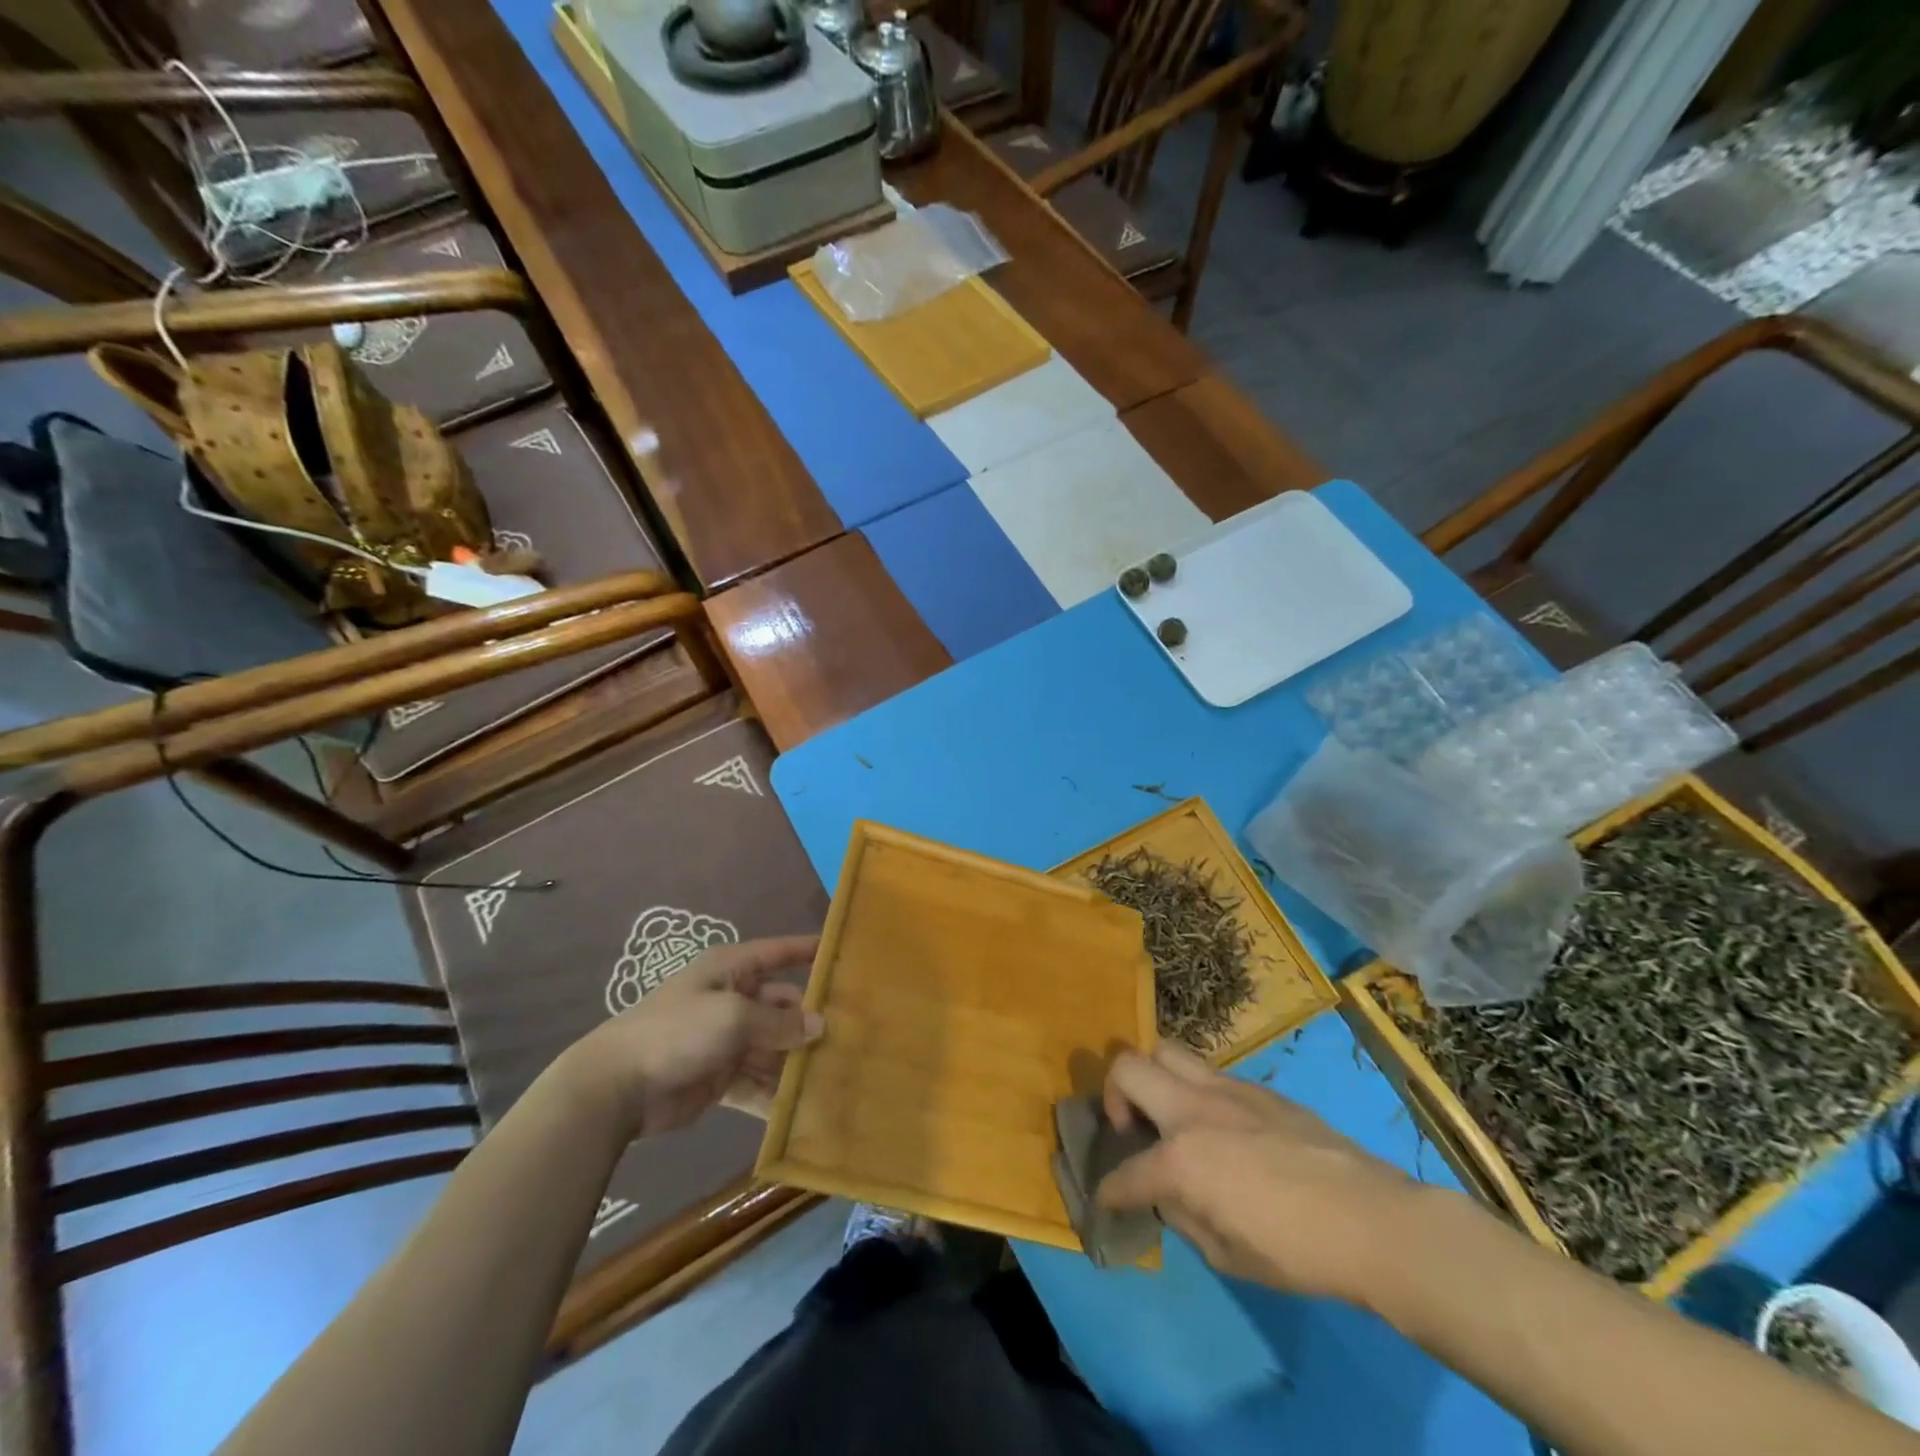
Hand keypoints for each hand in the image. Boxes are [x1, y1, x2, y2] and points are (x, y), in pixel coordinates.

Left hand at [568, 935, 822, 1139]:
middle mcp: (733, 1000)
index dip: (808, 950)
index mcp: (731, 970)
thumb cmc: (678, 1031)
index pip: (778, 952)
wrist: (616, 1087)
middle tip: (853, 1035)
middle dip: (811, 1021)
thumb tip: (821, 1025)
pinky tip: (806, 1108)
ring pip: (775, 1046)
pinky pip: (759, 1083)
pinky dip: (777, 1094)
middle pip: (783, 1005)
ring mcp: (727, 1041)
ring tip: (839, 1073)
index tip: (844, 954)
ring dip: (798, 1060)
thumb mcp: (733, 1017)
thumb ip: (779, 1022)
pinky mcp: (721, 1079)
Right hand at [1098, 1043, 1418, 1303]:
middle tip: (1131, 1127)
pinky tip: (1219, 1124)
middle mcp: (1192, 1109)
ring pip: (1166, 1051)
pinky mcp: (1257, 1087)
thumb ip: (1184, 1215)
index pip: (1124, 1172)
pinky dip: (1196, 1090)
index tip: (1106, 1200)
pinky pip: (1208, 1071)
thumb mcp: (1226, 1254)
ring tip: (1169, 1113)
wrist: (1370, 1219)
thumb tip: (1169, 1194)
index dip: (1109, 1190)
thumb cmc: (1295, 1250)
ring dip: (1154, 1078)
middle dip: (1114, 1095)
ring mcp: (1225, 1089)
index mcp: (1180, 1158)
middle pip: (1127, 1067)